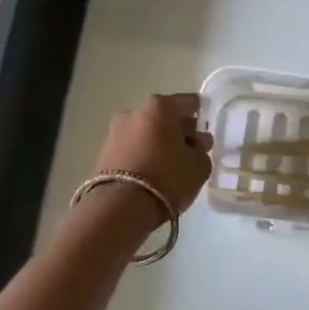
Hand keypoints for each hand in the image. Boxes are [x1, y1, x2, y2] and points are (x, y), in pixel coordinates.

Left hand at [89, 93, 212, 223]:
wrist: (121, 207)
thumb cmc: (168, 178)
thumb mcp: (200, 165)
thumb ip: (202, 148)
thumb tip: (196, 141)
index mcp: (161, 106)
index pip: (189, 103)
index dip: (201, 116)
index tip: (205, 134)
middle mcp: (135, 111)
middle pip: (164, 116)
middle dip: (177, 130)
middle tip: (189, 152)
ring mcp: (115, 131)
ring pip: (146, 132)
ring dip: (158, 143)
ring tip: (169, 166)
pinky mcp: (103, 152)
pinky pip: (132, 147)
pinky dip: (142, 154)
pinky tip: (151, 173)